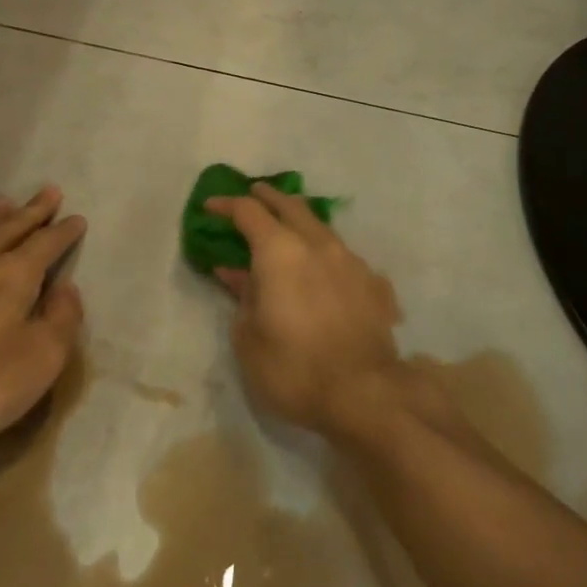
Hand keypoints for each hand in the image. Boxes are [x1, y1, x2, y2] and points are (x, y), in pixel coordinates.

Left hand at [0, 187, 85, 452]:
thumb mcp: (39, 360)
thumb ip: (62, 320)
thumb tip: (67, 288)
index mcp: (14, 274)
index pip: (47, 243)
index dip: (64, 231)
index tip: (77, 219)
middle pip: (10, 226)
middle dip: (32, 210)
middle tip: (49, 191)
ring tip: (2, 203)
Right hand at [207, 182, 402, 436]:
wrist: (365, 393)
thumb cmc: (294, 369)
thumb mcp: (249, 339)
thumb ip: (243, 298)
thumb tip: (236, 273)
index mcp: (280, 252)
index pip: (249, 213)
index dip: (227, 205)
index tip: (211, 206)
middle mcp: (318, 245)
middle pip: (291, 207)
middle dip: (269, 197)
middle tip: (254, 193)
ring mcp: (351, 261)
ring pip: (322, 229)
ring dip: (301, 223)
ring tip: (289, 229)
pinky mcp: (374, 282)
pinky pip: (344, 258)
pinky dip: (326, 256)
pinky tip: (325, 272)